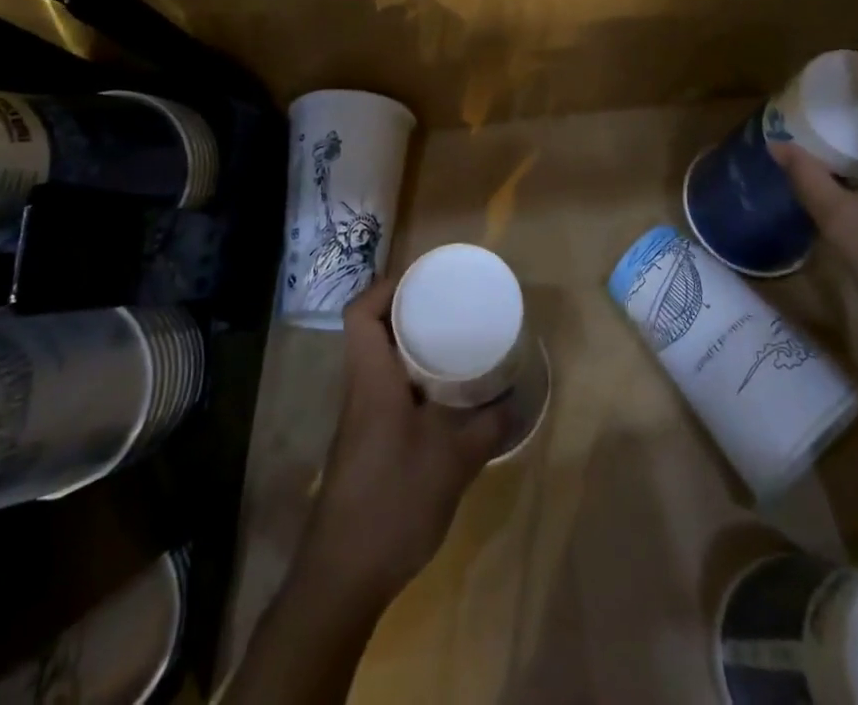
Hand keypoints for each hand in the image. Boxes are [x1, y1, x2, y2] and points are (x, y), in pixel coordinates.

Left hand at [297, 276, 508, 603]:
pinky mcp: (367, 445)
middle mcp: (360, 390)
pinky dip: (412, 382)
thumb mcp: (452, 461)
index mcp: (371, 378)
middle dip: (407, 312)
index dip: (385, 288)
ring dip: (410, 348)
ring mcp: (360, 419)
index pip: (359, 313)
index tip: (424, 281)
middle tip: (449, 307)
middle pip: (371, 332)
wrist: (344, 577)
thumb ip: (485, 426)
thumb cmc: (393, 501)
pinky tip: (444, 399)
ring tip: (453, 343)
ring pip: (379, 363)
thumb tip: (514, 401)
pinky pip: (387, 392)